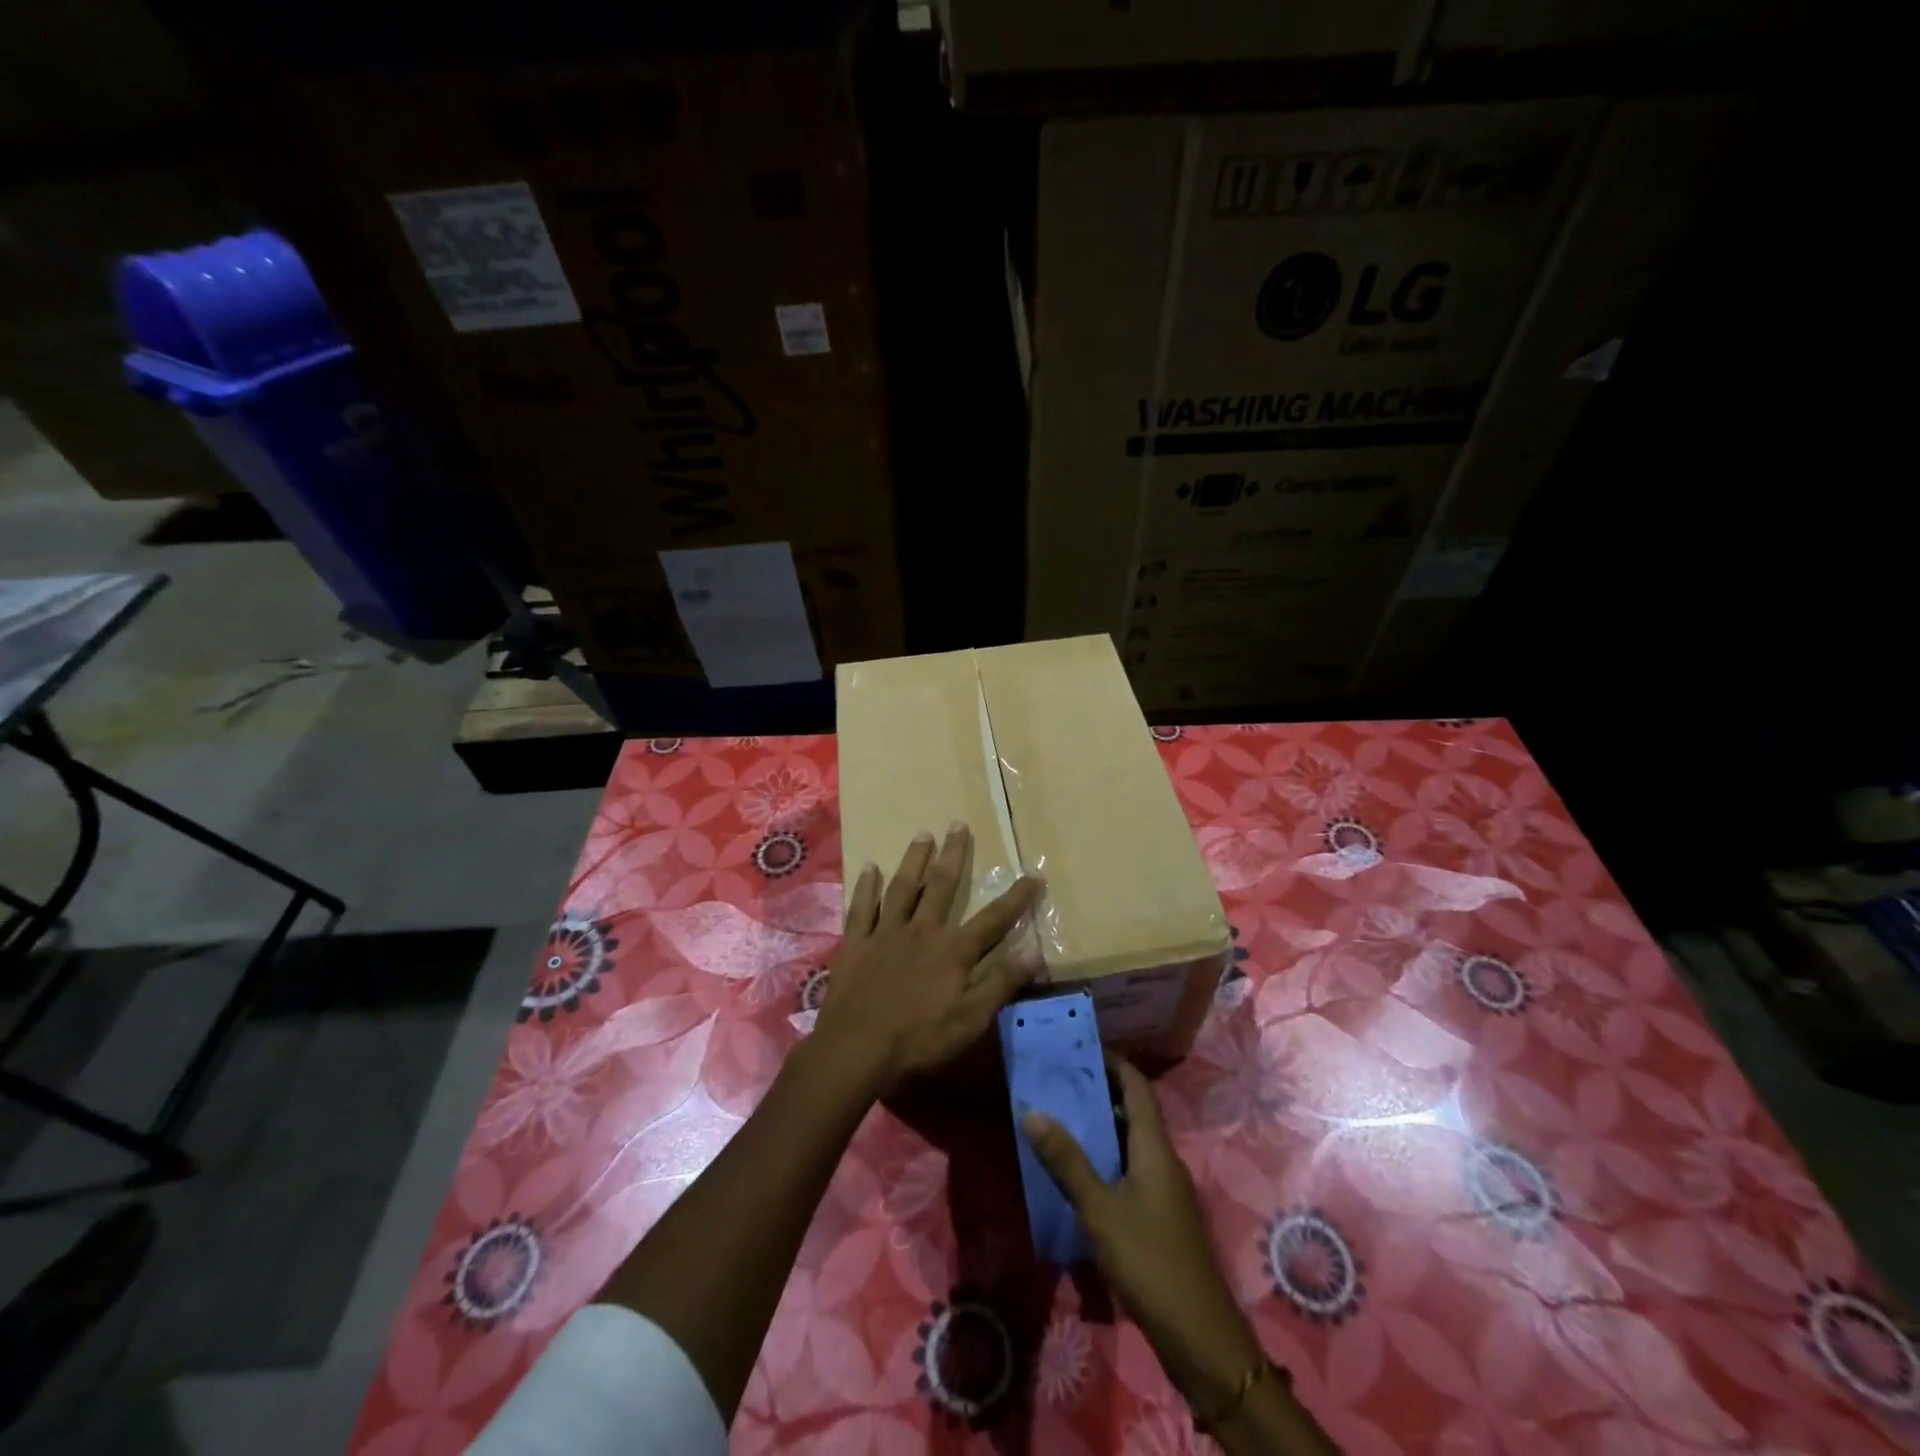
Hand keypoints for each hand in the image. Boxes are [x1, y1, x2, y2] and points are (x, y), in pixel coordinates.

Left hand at [815, 823, 1043, 1098]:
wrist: (856, 1050)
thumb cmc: (919, 1039)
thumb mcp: (971, 1019)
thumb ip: (1002, 982)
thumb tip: (1035, 950)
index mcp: (953, 950)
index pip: (993, 919)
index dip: (1017, 898)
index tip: (1034, 875)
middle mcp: (921, 931)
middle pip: (941, 886)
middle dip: (953, 854)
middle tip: (958, 824)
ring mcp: (885, 934)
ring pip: (902, 888)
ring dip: (914, 860)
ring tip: (922, 834)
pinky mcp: (856, 944)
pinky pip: (862, 908)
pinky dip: (866, 887)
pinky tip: (869, 868)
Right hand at [1023, 1056, 1262, 1409]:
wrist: (1200, 1337)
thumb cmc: (1149, 1261)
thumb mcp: (1100, 1209)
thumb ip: (1067, 1161)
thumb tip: (1032, 1111)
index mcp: (1154, 1146)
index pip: (1136, 1085)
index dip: (1112, 1061)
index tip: (1078, 1047)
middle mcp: (1163, 1158)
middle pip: (1133, 1110)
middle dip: (1098, 1090)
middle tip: (1058, 1080)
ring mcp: (1165, 1189)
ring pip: (1130, 1141)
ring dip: (1099, 1126)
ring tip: (1059, 1117)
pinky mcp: (1161, 1216)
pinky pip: (1130, 1169)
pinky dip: (1105, 1158)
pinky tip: (1078, 1173)